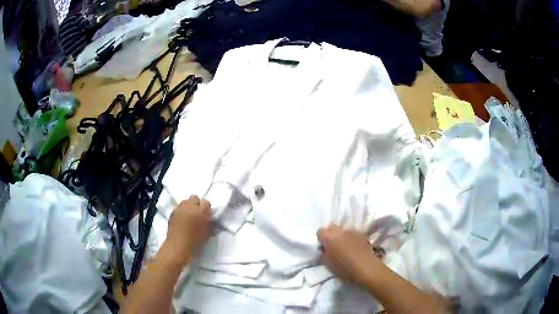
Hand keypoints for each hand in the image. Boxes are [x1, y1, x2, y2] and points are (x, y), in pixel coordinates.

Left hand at [164, 195, 210, 265]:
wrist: (178, 247)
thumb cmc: (195, 242)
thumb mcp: (207, 233)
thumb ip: (209, 224)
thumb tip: (210, 220)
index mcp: (201, 211)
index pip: (206, 202)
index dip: (206, 208)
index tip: (206, 215)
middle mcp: (189, 206)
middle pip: (194, 197)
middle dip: (197, 204)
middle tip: (197, 214)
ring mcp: (179, 208)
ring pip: (185, 201)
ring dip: (188, 207)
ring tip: (188, 216)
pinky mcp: (172, 212)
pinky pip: (179, 208)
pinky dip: (181, 211)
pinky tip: (181, 220)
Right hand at [317, 223, 379, 285]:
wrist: (365, 267)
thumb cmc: (344, 268)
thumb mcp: (327, 263)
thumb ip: (324, 252)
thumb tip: (325, 248)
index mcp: (329, 238)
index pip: (320, 231)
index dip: (321, 238)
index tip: (324, 246)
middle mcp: (340, 231)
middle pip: (332, 227)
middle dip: (331, 234)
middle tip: (333, 245)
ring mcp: (351, 231)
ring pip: (343, 230)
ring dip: (341, 236)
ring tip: (345, 246)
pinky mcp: (361, 234)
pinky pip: (352, 233)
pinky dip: (350, 238)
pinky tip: (354, 247)